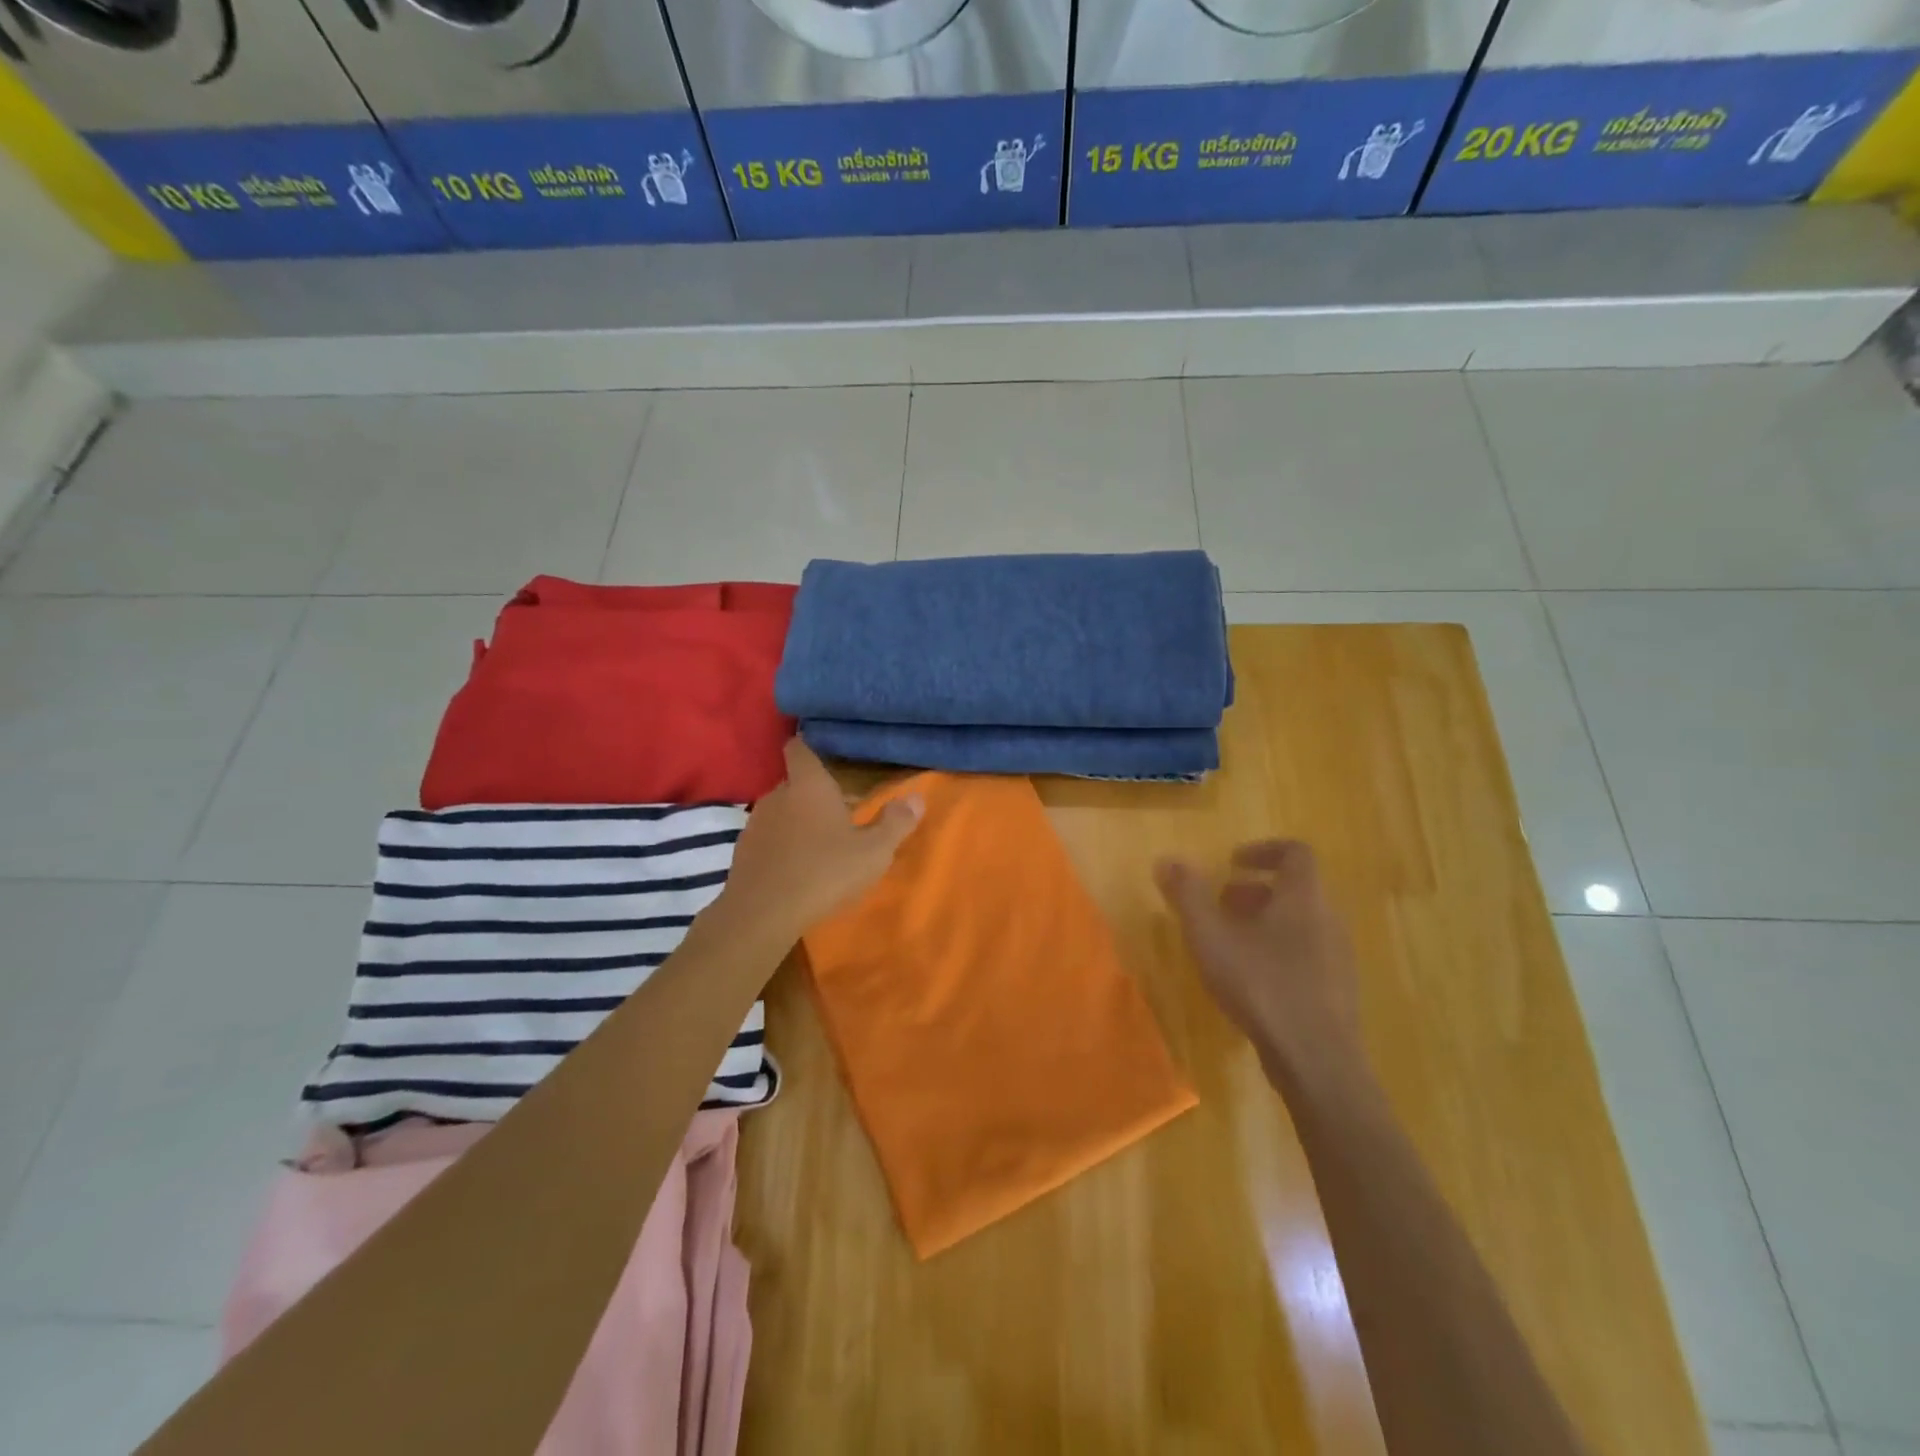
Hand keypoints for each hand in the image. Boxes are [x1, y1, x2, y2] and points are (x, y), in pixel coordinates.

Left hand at [721, 739, 922, 939]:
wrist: (763, 914)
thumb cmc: (824, 871)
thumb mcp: (873, 851)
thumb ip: (895, 823)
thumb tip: (916, 798)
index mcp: (809, 785)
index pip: (800, 749)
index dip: (809, 746)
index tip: (823, 753)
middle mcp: (777, 795)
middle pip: (795, 783)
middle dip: (814, 794)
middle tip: (840, 811)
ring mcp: (756, 823)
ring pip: (781, 812)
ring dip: (798, 822)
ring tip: (820, 844)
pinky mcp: (742, 852)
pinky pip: (768, 838)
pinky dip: (782, 846)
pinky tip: (797, 868)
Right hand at [1155, 840, 1360, 1075]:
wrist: (1317, 1060)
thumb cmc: (1261, 985)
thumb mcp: (1211, 937)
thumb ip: (1188, 896)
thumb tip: (1167, 859)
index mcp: (1303, 898)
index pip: (1296, 853)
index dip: (1263, 850)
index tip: (1232, 863)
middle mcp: (1328, 920)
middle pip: (1297, 889)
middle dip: (1256, 890)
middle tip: (1222, 903)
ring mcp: (1338, 957)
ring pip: (1302, 923)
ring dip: (1267, 922)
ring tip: (1231, 942)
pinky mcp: (1338, 991)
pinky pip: (1308, 954)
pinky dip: (1280, 951)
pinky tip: (1252, 980)